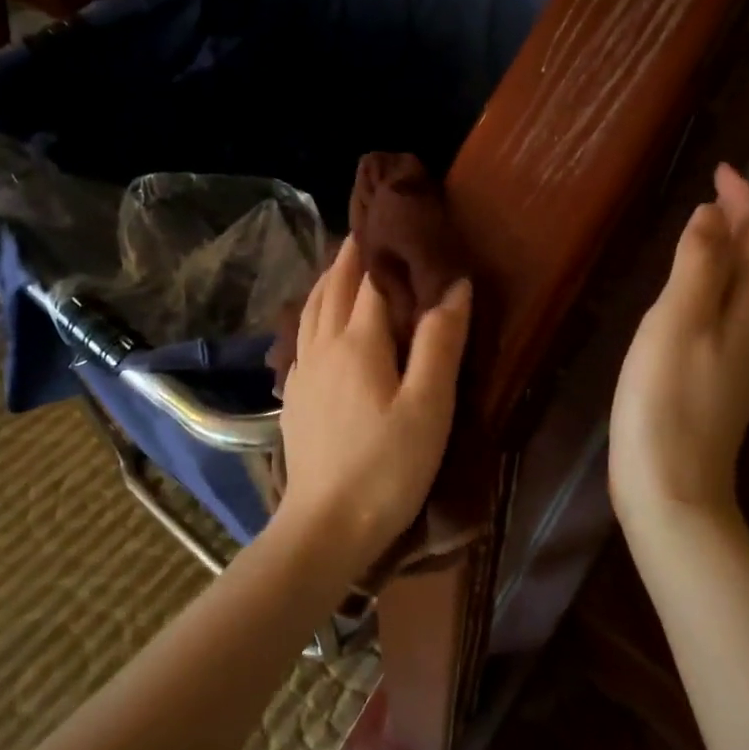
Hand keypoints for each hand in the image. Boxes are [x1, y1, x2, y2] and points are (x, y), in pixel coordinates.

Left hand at [277, 237, 471, 578]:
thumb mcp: (428, 407)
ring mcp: (303, 372)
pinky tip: (317, 322)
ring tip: (340, 264)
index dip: (385, 249)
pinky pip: (301, 336)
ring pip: (310, 309)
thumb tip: (454, 285)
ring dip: (326, 280)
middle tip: (366, 229)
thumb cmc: (387, 467)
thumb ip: (439, 343)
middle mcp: (323, 346)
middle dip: (349, 255)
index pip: (371, 280)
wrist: (325, 526)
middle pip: (333, 287)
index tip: (398, 222)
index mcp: (358, 342)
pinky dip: (312, 312)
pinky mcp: (294, 397)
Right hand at [609, 164, 748, 528]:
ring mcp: (741, 358)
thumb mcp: (678, 321)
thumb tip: (713, 214)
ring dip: (740, 252)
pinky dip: (724, 283)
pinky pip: (734, 312)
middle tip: (720, 194)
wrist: (671, 485)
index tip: (722, 169)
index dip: (746, 202)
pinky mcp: (721, 378)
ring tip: (712, 229)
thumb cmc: (667, 399)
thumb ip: (698, 265)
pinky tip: (699, 292)